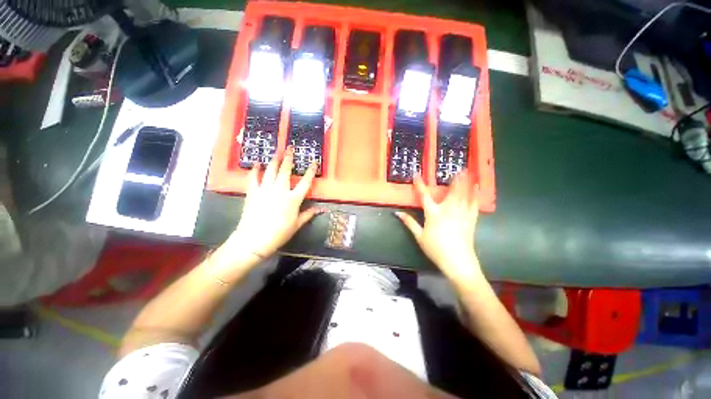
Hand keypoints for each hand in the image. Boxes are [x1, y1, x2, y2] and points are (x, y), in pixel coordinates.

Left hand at [213, 148, 322, 271]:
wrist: (254, 239)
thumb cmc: (279, 233)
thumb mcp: (296, 225)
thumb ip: (308, 215)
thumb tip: (320, 209)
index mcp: (293, 199)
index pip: (305, 182)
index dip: (310, 172)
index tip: (314, 162)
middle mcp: (280, 190)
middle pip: (285, 171)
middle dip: (289, 158)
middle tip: (290, 147)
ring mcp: (265, 190)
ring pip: (270, 171)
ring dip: (274, 160)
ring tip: (277, 151)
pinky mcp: (253, 192)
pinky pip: (253, 178)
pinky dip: (255, 170)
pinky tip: (257, 164)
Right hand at [395, 170, 481, 282]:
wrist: (457, 260)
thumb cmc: (435, 248)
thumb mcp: (419, 236)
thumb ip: (409, 223)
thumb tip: (397, 213)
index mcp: (433, 213)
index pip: (424, 196)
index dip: (420, 184)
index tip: (416, 174)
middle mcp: (448, 209)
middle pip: (451, 191)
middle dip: (454, 179)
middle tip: (458, 168)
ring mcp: (461, 213)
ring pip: (464, 194)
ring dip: (465, 182)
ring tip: (468, 172)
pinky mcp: (471, 219)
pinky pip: (474, 204)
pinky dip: (475, 195)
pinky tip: (477, 188)